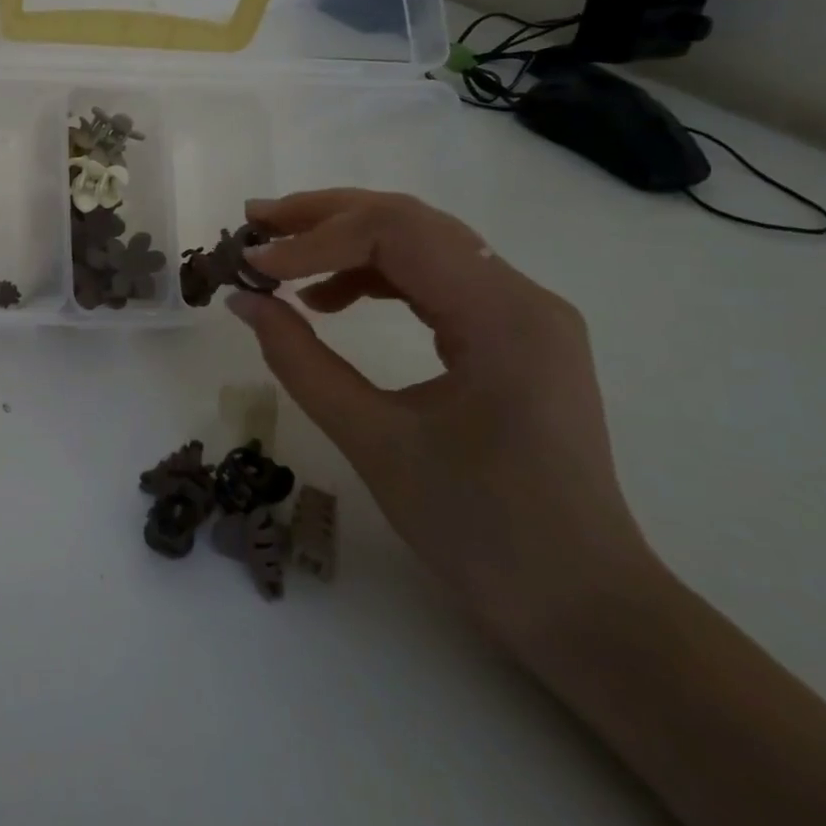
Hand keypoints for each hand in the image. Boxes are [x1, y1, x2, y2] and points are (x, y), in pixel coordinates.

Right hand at [227, 189, 657, 651]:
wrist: (582, 607)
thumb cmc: (481, 531)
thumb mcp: (374, 441)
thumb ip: (299, 360)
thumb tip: (243, 300)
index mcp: (503, 317)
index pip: (397, 234)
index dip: (315, 239)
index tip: (252, 264)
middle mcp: (522, 297)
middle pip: (411, 221)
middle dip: (326, 217)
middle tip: (257, 223)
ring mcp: (522, 314)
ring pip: (422, 243)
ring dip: (347, 240)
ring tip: (281, 256)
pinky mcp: (511, 336)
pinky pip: (434, 279)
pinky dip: (374, 275)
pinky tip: (330, 299)